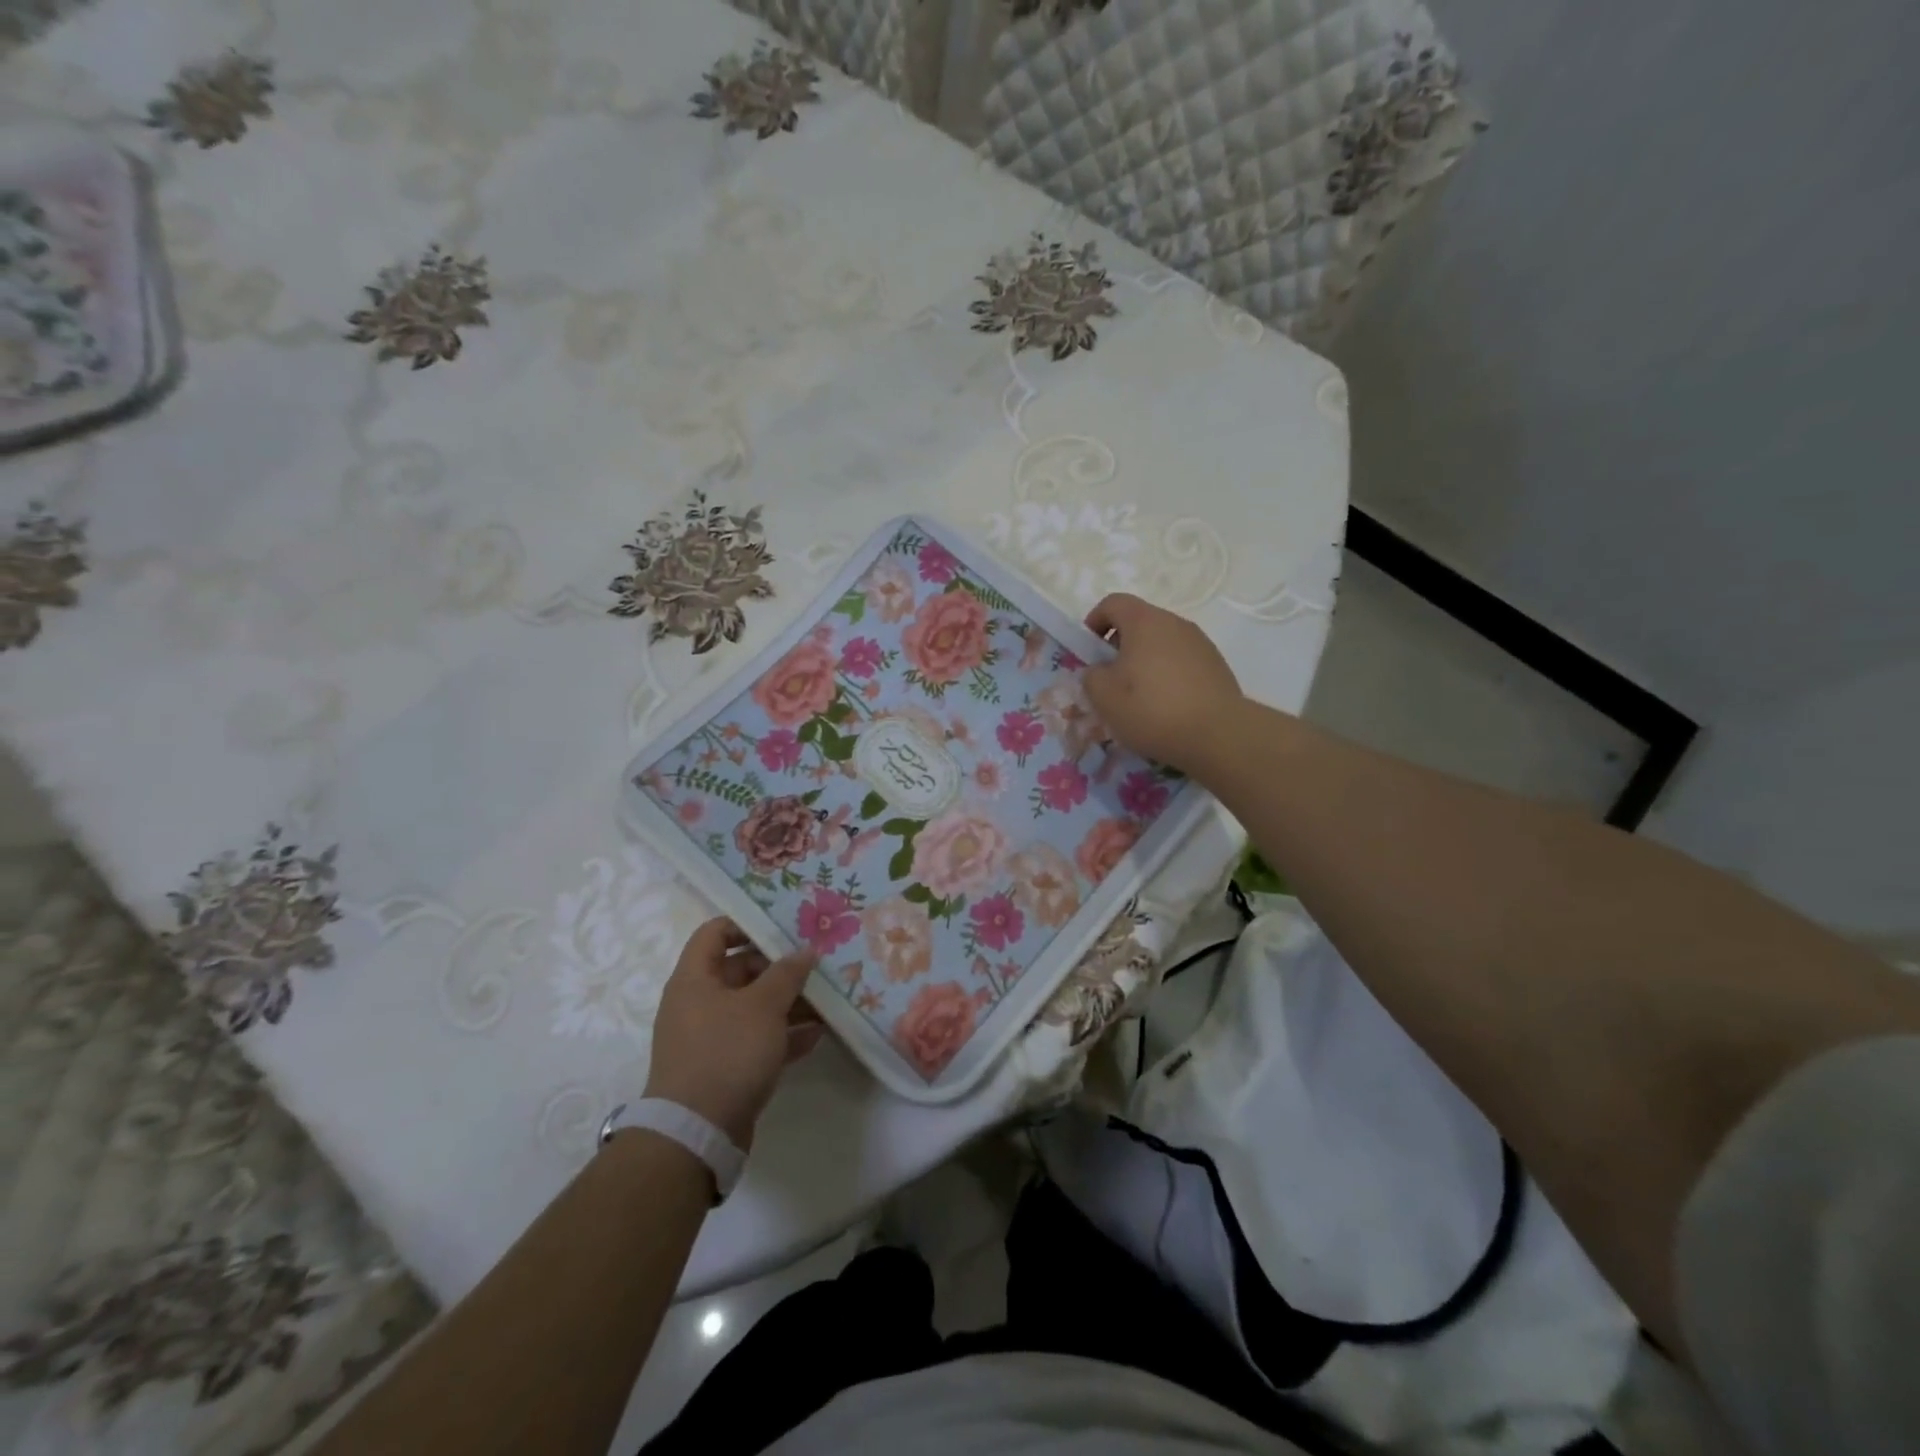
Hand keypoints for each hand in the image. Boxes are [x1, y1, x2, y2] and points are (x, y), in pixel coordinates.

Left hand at [644, 919, 823, 1148]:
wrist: (696, 1134)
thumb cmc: (726, 1053)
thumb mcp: (763, 1006)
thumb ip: (787, 974)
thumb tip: (805, 950)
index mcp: (694, 979)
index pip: (715, 933)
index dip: (747, 923)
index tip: (784, 926)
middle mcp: (698, 1003)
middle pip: (740, 970)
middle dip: (780, 967)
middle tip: (817, 964)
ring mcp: (711, 1038)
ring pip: (754, 1008)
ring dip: (788, 1003)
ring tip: (827, 1000)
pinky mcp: (725, 1068)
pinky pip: (758, 1040)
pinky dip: (784, 1036)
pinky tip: (817, 1035)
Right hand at [1083, 593, 1244, 773]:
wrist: (1218, 734)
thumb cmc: (1152, 710)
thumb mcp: (1104, 697)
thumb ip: (1091, 676)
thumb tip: (1099, 670)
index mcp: (1144, 622)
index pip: (1113, 603)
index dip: (1094, 621)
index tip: (1088, 650)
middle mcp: (1175, 623)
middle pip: (1140, 622)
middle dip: (1119, 646)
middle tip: (1110, 679)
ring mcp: (1200, 643)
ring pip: (1162, 643)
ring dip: (1145, 662)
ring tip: (1139, 697)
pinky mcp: (1217, 665)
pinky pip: (1182, 661)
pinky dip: (1168, 675)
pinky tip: (1166, 706)